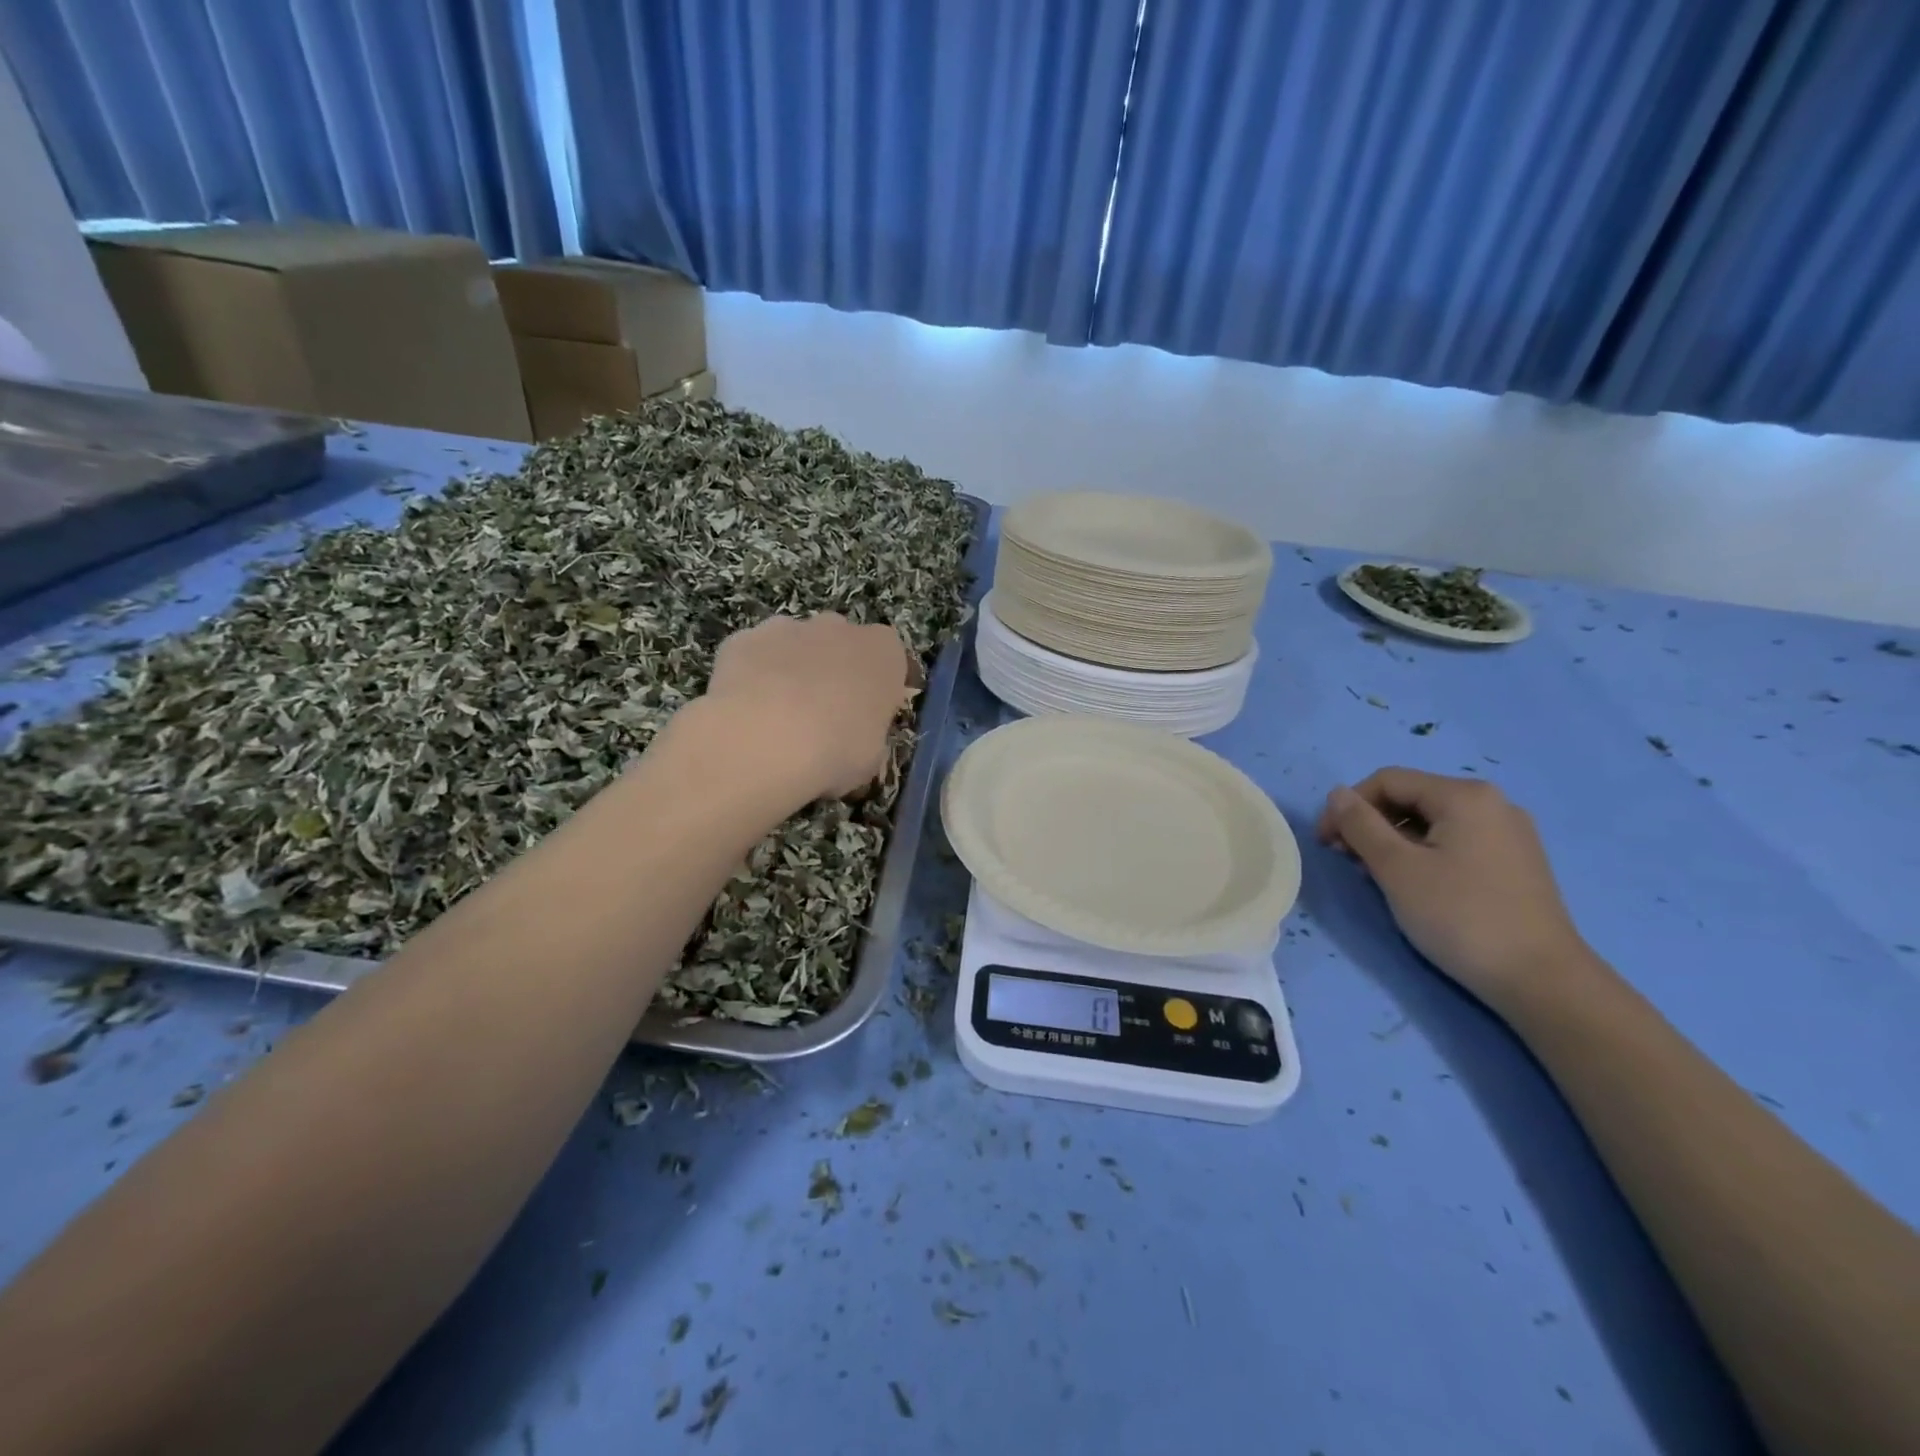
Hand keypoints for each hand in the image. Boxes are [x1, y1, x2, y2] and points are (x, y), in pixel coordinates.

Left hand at [699, 613, 910, 801]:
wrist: (763, 740)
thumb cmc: (835, 750)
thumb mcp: (871, 757)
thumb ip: (868, 734)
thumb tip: (854, 737)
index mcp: (884, 652)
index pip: (892, 661)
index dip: (881, 688)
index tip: (871, 716)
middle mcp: (839, 628)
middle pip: (842, 644)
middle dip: (835, 671)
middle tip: (825, 716)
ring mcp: (788, 627)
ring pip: (796, 644)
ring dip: (793, 669)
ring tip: (779, 716)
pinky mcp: (744, 638)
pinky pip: (755, 655)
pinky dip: (753, 675)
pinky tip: (746, 711)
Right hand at [1316, 768, 1592, 1011]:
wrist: (1541, 980)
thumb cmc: (1460, 916)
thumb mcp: (1397, 868)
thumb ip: (1360, 825)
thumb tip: (1336, 794)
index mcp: (1464, 796)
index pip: (1387, 781)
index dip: (1347, 807)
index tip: (1326, 844)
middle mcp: (1491, 803)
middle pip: (1410, 798)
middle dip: (1370, 824)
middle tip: (1348, 862)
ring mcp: (1508, 833)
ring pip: (1431, 821)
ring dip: (1393, 841)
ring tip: (1377, 877)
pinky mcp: (1514, 861)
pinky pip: (1454, 841)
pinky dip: (1423, 853)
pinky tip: (1414, 885)